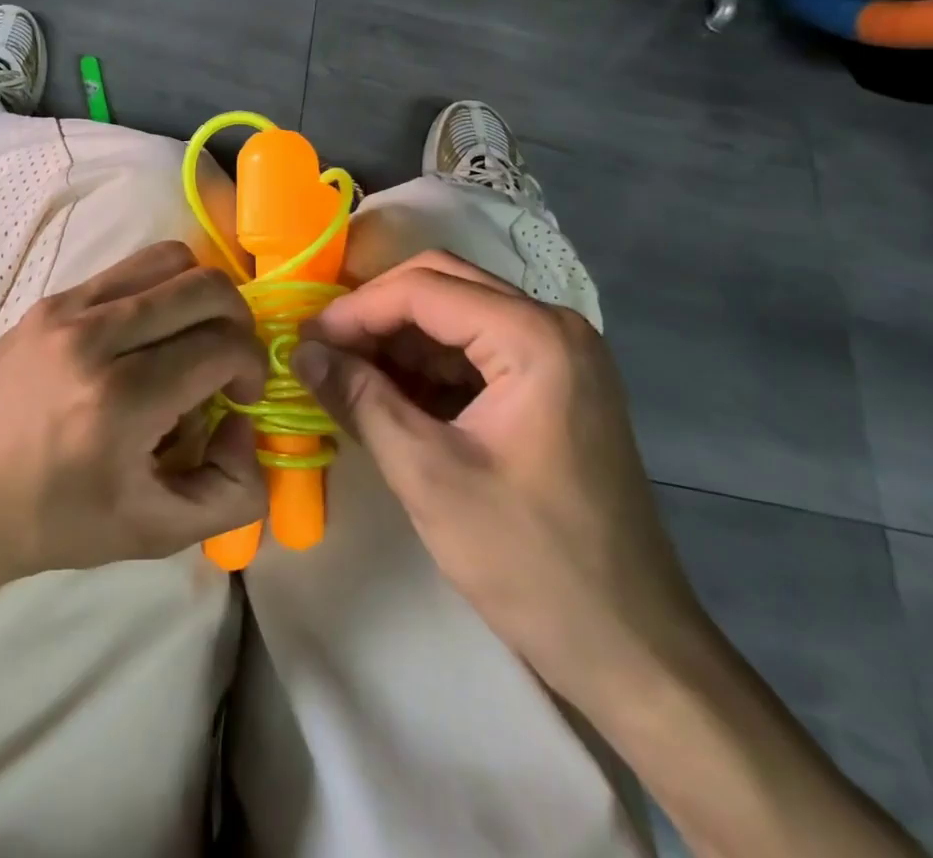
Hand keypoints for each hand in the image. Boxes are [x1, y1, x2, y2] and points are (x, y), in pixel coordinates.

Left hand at [0, 241, 268, 597]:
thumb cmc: (49, 523)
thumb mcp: (152, 534)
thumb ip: (230, 492)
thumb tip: (245, 423)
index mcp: (121, 401)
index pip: (223, 346)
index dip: (252, 367)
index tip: (242, 396)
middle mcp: (96, 337)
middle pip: (206, 287)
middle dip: (238, 321)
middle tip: (227, 361)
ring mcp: (68, 308)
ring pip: (170, 259)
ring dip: (199, 295)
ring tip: (189, 338)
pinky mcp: (50, 300)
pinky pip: (127, 269)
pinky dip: (158, 291)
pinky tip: (144, 336)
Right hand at [293, 251, 707, 709]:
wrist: (631, 648)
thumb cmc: (529, 560)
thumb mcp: (428, 476)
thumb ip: (360, 399)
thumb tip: (302, 351)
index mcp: (533, 337)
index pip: (424, 288)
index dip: (356, 309)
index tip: (304, 341)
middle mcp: (552, 326)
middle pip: (442, 284)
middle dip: (376, 313)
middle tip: (323, 349)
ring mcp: (557, 354)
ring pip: (455, 313)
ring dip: (398, 338)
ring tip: (344, 374)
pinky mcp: (552, 385)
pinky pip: (475, 350)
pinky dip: (427, 365)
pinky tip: (387, 395)